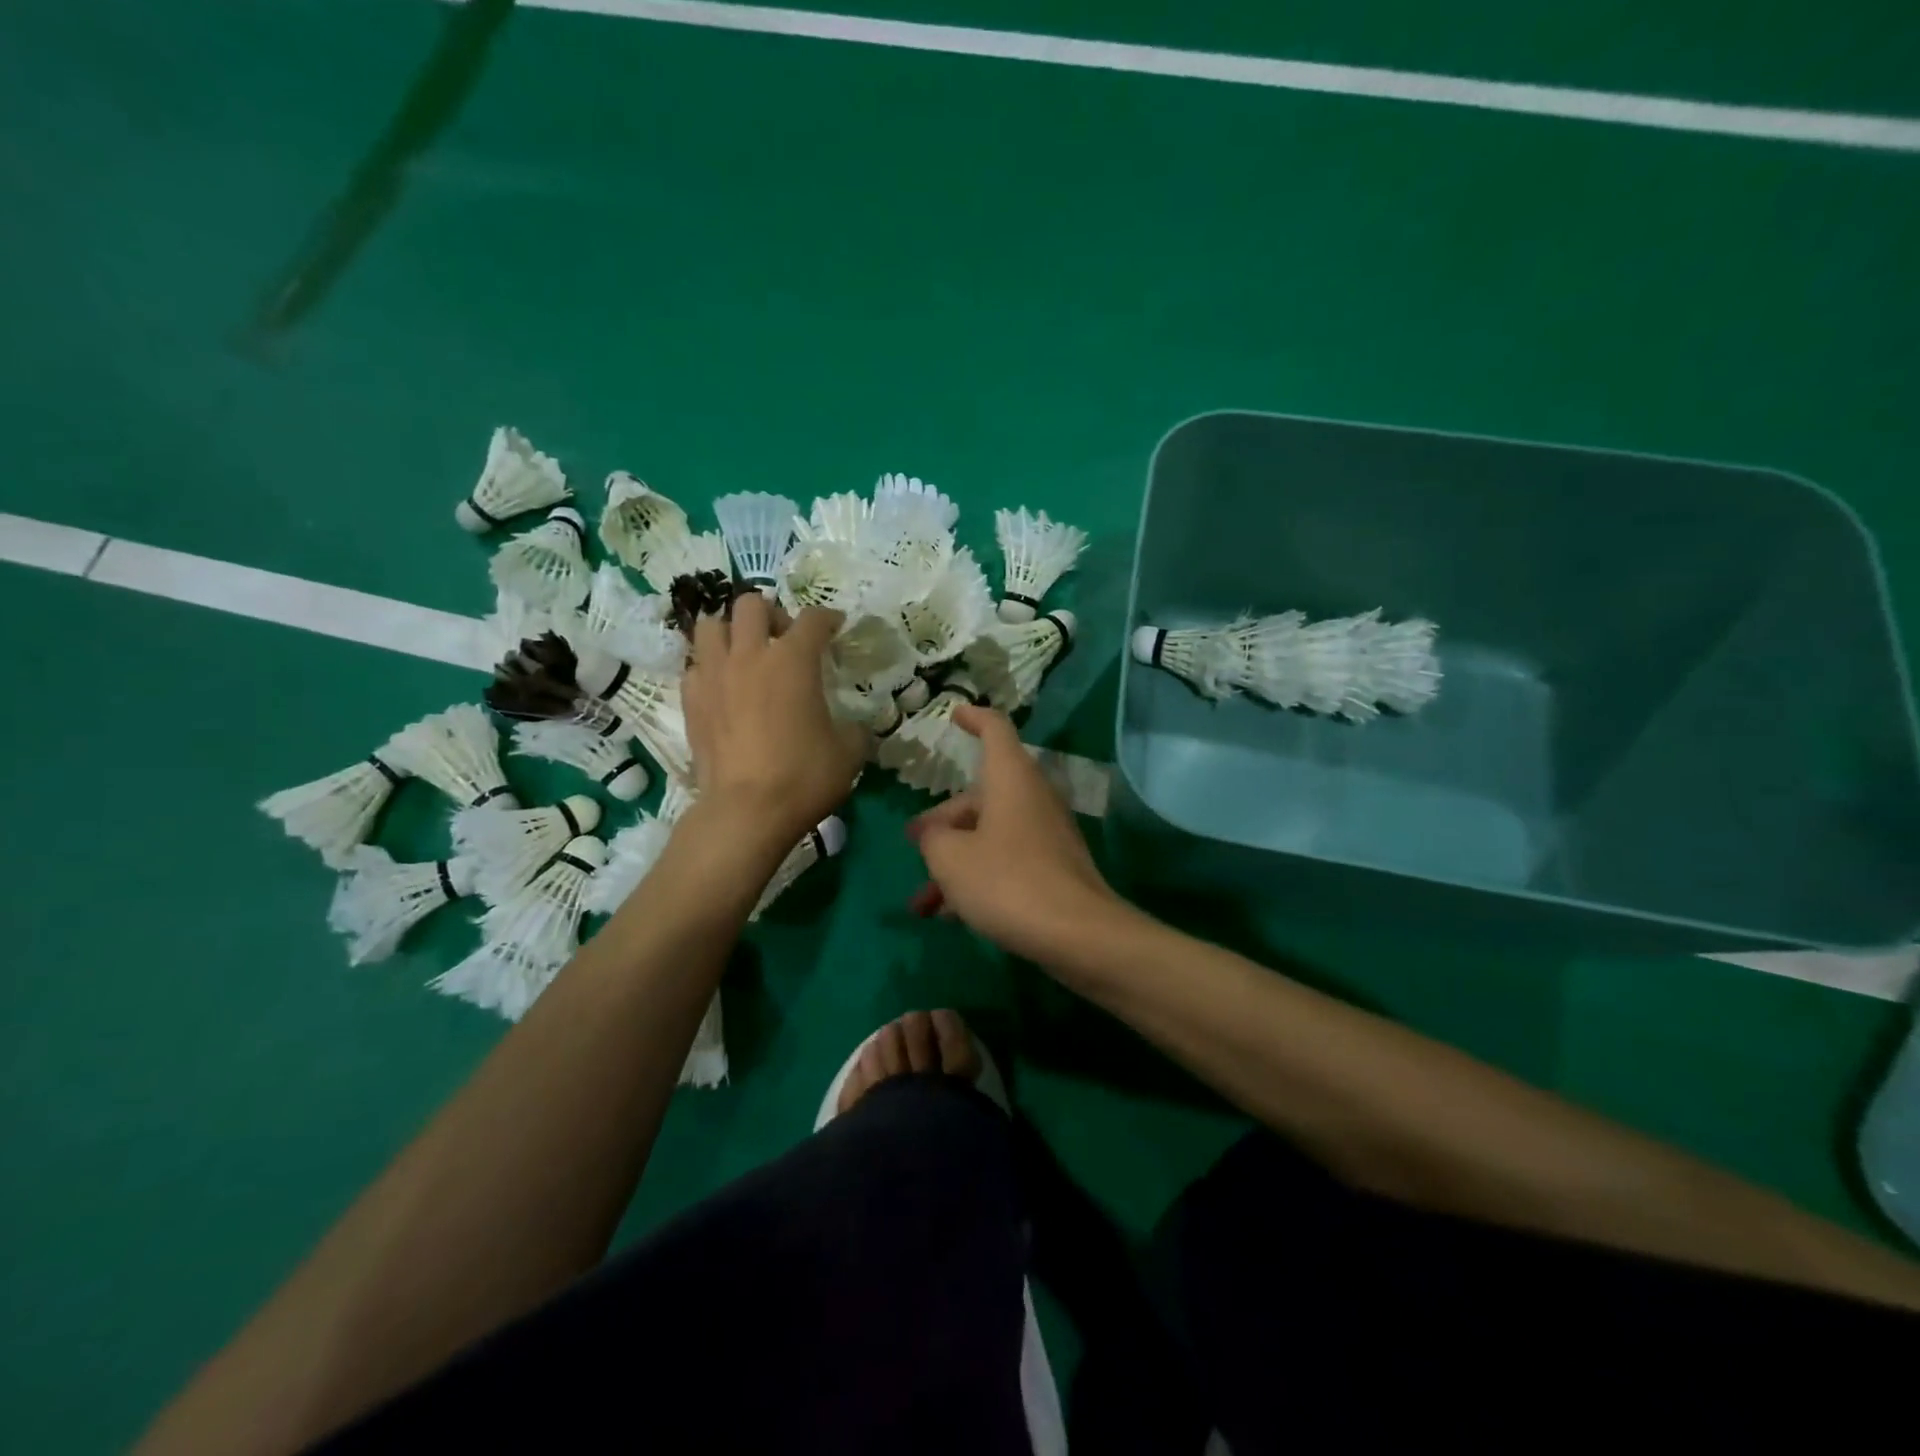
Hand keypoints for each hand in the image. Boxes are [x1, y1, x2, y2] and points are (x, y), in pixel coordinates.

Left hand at [681, 594, 867, 847]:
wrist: (747, 811)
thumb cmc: (804, 776)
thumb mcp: (850, 752)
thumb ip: (854, 728)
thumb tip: (854, 727)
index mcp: (794, 660)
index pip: (812, 619)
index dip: (828, 619)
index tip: (835, 627)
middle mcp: (750, 655)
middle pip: (751, 605)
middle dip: (771, 614)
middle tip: (784, 640)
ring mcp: (714, 675)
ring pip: (711, 626)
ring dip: (731, 632)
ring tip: (745, 654)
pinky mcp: (691, 701)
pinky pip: (695, 666)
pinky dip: (709, 668)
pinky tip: (723, 688)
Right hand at [906, 705, 1127, 965]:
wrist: (1078, 935)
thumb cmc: (1007, 881)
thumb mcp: (950, 858)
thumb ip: (932, 837)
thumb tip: (933, 833)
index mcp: (1010, 778)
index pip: (994, 729)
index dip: (973, 718)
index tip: (955, 715)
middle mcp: (1031, 797)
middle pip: (980, 795)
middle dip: (943, 821)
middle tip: (914, 844)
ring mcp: (1045, 834)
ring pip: (989, 834)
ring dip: (954, 861)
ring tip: (922, 903)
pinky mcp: (1053, 868)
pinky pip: (1006, 860)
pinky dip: (978, 877)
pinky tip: (953, 915)